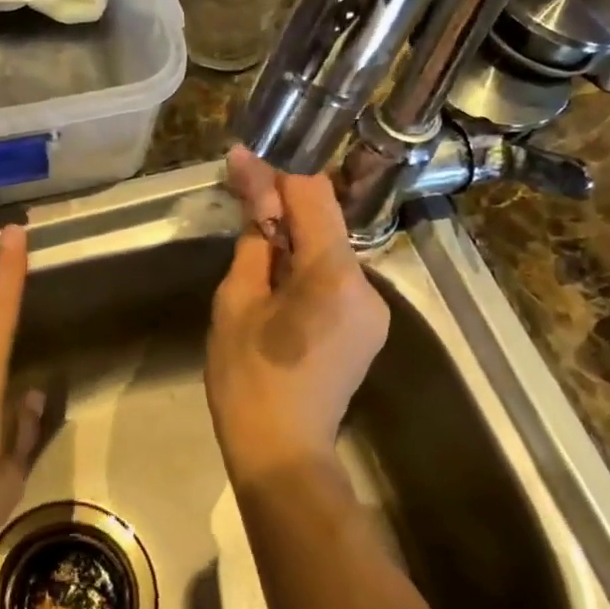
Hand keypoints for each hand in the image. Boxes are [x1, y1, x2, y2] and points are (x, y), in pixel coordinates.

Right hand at [206, 147, 389, 479]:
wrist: (283, 454)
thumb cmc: (248, 379)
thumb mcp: (236, 303)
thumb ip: (253, 244)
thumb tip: (253, 196)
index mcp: (334, 275)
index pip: (314, 197)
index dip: (279, 170)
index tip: (248, 155)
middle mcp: (367, 285)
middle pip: (326, 223)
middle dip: (284, 204)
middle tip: (242, 191)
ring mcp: (374, 310)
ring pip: (331, 251)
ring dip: (294, 236)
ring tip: (254, 238)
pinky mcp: (367, 328)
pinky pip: (336, 280)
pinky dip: (306, 267)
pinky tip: (276, 278)